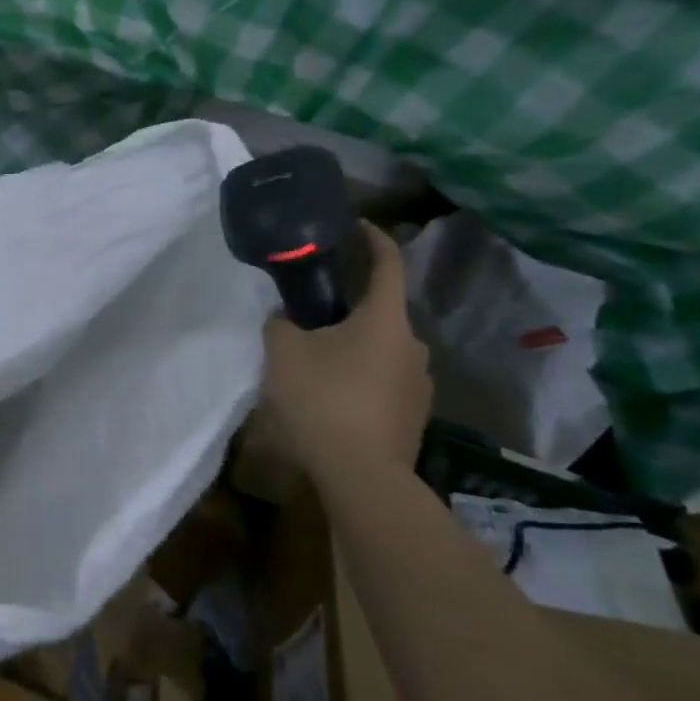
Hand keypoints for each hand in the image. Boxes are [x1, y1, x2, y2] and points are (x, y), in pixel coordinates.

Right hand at [253, 221, 431, 482]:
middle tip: (309, 308)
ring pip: (380, 347)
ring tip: (314, 356)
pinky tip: (330, 393)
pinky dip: (358, 374)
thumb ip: (281, 323)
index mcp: (384, 319)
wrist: (361, 475)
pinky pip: (382, 378)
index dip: (372, 238)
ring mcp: (418, 383)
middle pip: (379, 311)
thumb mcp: (283, 350)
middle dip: (347, 305)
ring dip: (351, 343)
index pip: (387, 263)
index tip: (354, 225)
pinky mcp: (413, 414)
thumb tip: (288, 318)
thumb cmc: (322, 398)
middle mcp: (412, 345)